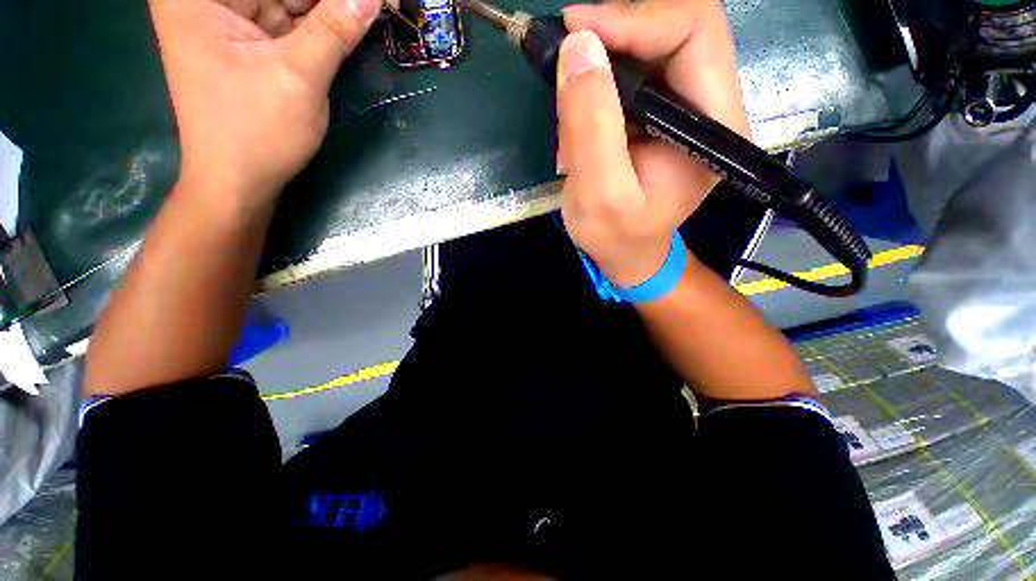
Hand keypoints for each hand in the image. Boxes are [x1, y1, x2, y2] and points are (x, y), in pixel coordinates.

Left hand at [150, 0, 381, 204]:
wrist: (238, 181)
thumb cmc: (256, 132)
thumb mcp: (298, 77)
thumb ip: (333, 30)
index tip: (373, 1)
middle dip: (330, 2)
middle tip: (379, 7)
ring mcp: (227, 17)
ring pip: (289, 1)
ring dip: (329, 11)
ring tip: (372, 15)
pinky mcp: (246, 38)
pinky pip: (290, 19)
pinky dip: (320, 24)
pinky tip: (347, 27)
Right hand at [557, 0, 749, 286]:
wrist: (627, 253)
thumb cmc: (616, 237)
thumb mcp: (599, 194)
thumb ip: (591, 126)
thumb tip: (578, 46)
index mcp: (713, 127)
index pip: (694, 32)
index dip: (634, 19)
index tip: (576, 31)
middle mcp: (711, 107)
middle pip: (675, 30)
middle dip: (615, 36)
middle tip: (568, 55)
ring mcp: (687, 109)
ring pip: (650, 49)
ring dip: (602, 69)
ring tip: (572, 113)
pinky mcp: (663, 115)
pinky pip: (634, 76)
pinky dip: (600, 88)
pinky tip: (580, 124)